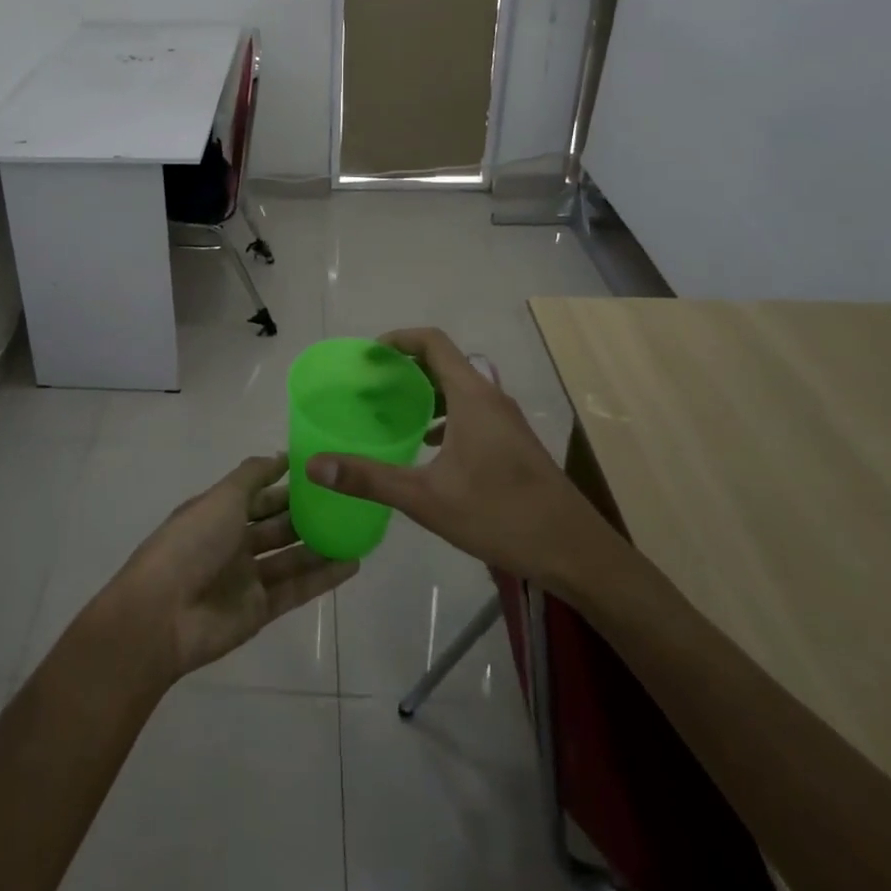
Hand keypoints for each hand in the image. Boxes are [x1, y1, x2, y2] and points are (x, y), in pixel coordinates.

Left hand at [101, 454, 359, 682]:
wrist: (163, 614)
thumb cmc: (191, 543)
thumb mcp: (222, 497)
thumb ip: (253, 475)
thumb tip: (281, 455)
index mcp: (218, 512)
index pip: (258, 494)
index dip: (284, 483)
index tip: (319, 472)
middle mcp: (233, 542)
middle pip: (276, 525)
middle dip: (306, 514)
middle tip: (345, 501)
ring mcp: (247, 578)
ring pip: (291, 557)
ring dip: (320, 545)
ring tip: (357, 531)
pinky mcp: (260, 610)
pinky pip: (296, 589)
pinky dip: (322, 578)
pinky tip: (351, 564)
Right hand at [306, 328, 608, 589]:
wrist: (575, 552)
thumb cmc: (499, 515)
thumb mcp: (426, 498)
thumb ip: (369, 478)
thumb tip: (315, 466)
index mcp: (472, 396)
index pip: (432, 342)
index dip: (398, 339)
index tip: (367, 355)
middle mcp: (490, 397)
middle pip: (444, 362)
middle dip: (405, 367)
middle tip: (370, 385)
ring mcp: (505, 420)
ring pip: (459, 388)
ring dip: (425, 391)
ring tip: (391, 412)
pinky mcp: (513, 442)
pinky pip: (471, 410)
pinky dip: (444, 414)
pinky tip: (426, 446)